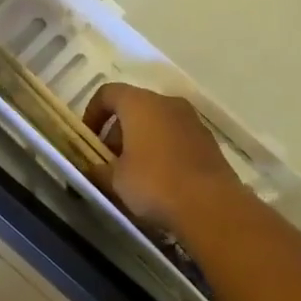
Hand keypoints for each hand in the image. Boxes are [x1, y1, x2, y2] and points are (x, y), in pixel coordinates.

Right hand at [82, 83, 255, 235]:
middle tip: (110, 159)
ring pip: (158, 122)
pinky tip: (161, 179)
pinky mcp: (209, 142)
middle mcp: (167, 103)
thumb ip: (100, 169)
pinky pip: (177, 138)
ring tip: (134, 172)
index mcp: (140, 103)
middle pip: (134, 107)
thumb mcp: (115, 179)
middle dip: (118, 130)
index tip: (88, 139)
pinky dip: (164, 150)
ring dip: (142, 140)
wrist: (212, 207)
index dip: (93, 113)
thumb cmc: (154, 183)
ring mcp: (192, 121)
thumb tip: (94, 168)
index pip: (108, 93)